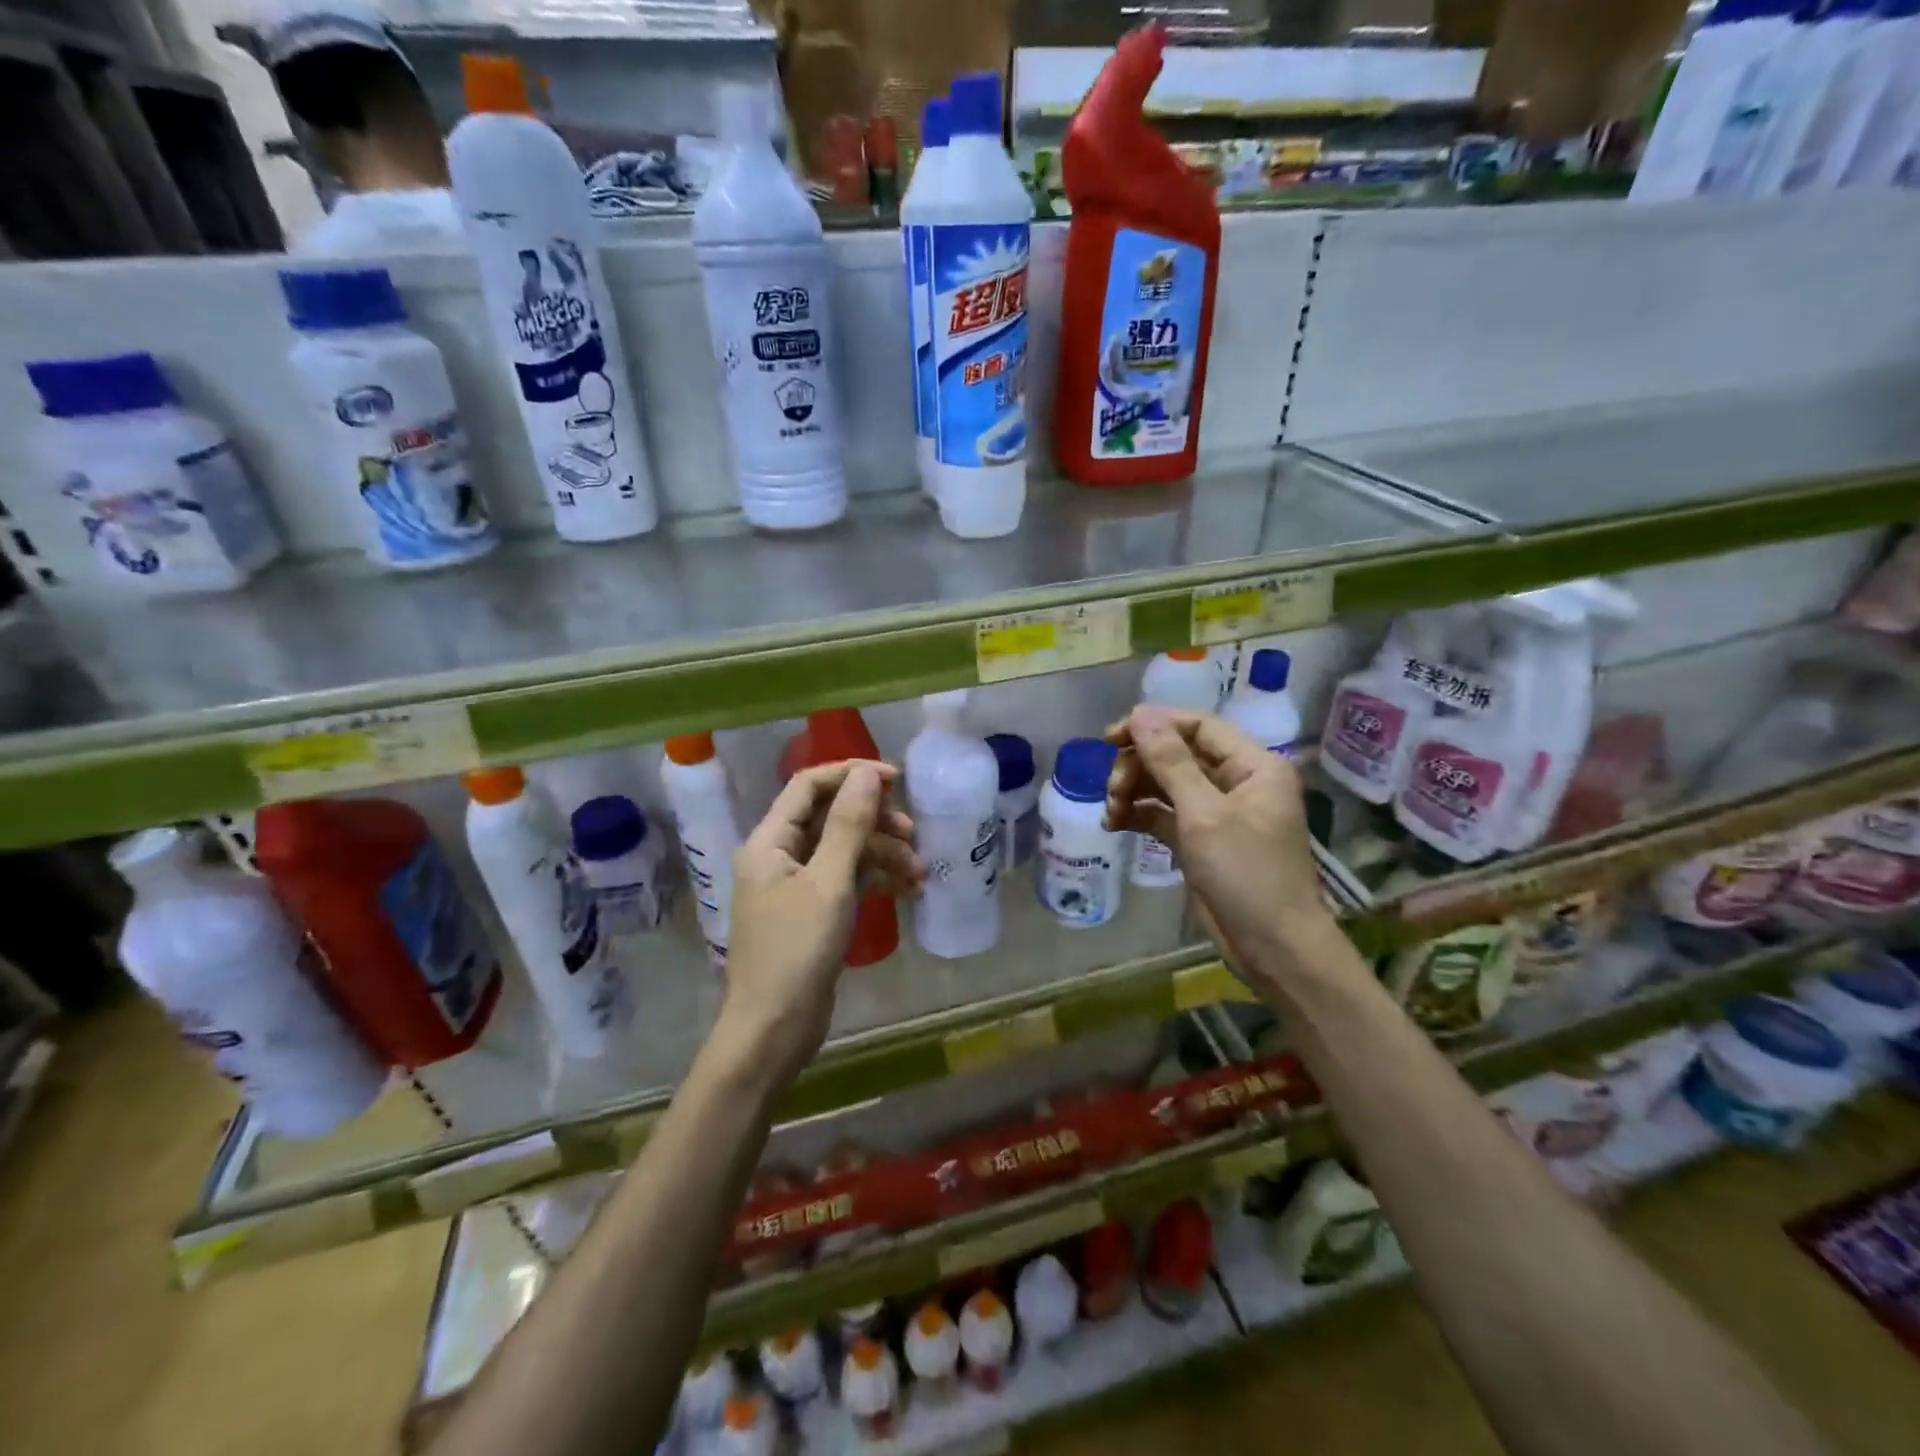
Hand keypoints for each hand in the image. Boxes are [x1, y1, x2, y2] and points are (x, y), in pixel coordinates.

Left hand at [718, 761, 922, 1085]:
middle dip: (875, 822)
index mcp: (769, 841)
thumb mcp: (829, 882)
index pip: (809, 786)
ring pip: (844, 851)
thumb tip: (867, 774)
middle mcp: (779, 856)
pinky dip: (875, 880)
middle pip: (831, 818)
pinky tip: (908, 890)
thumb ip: (849, 825)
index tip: (896, 780)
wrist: (774, 1030)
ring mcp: (796, 886)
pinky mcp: (813, 913)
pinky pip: (847, 881)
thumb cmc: (796, 951)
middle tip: (913, 834)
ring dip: (882, 854)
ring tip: (920, 871)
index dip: (851, 775)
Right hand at [1103, 706, 1331, 975]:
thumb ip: (1171, 763)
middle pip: (1177, 754)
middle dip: (1139, 765)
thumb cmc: (1248, 874)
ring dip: (1134, 790)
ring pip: (1166, 784)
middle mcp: (1237, 782)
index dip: (1153, 725)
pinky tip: (1114, 823)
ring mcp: (1218, 812)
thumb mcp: (1205, 815)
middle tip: (1111, 787)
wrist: (1274, 948)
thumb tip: (1140, 716)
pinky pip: (1164, 814)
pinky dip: (1139, 815)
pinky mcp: (1201, 840)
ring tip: (1111, 810)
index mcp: (1253, 765)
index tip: (1110, 737)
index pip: (1198, 726)